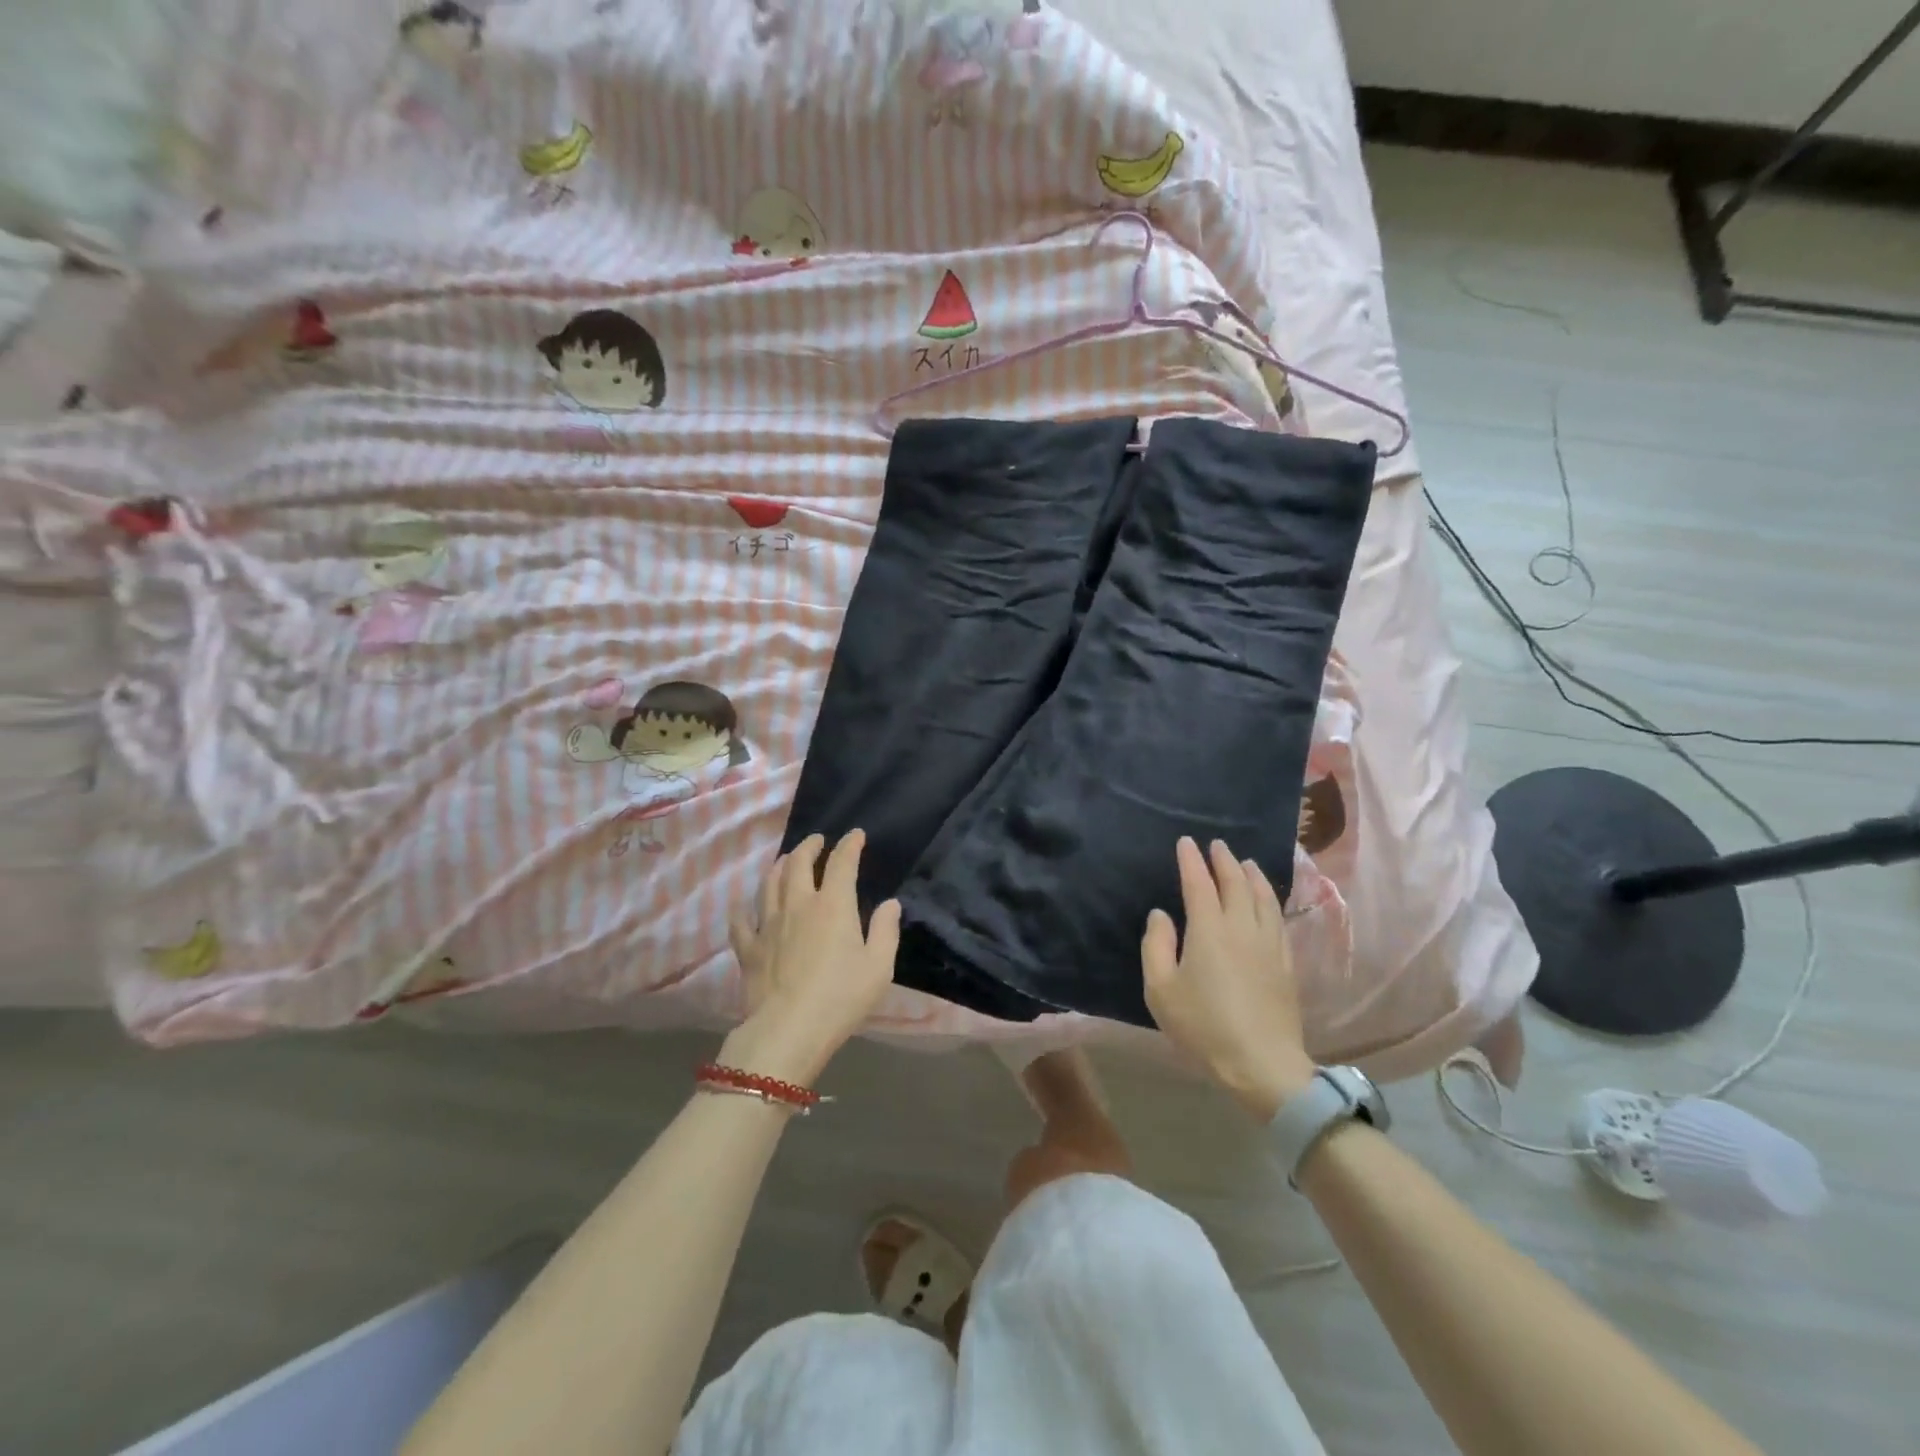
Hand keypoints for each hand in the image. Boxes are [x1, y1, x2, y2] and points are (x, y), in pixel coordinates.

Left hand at [724, 830, 900, 1085]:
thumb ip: (885, 931)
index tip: (855, 835)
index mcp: (833, 905)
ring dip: (779, 866)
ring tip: (786, 861)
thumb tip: (890, 904)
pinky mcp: (748, 948)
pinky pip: (741, 921)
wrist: (788, 1030)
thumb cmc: (841, 997)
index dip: (849, 845)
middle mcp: (798, 905)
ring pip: (769, 883)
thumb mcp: (879, 967)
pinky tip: (746, 908)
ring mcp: (768, 924)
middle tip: (817, 841)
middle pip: (798, 863)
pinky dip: (745, 909)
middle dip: (810, 846)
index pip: (841, 863)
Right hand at [1141, 837, 1315, 1122]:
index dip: (1191, 861)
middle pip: (1236, 883)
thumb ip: (1157, 946)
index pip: (1199, 883)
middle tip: (1217, 845)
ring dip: (1252, 875)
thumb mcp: (1161, 990)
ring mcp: (1269, 944)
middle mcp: (1241, 927)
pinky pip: (1277, 918)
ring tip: (1245, 862)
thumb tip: (1162, 915)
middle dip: (1224, 860)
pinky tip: (1267, 900)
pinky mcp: (1286, 962)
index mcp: (1209, 929)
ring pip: (1263, 897)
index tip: (1186, 842)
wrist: (1262, 1064)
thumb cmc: (1203, 1026)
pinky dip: (1270, 898)